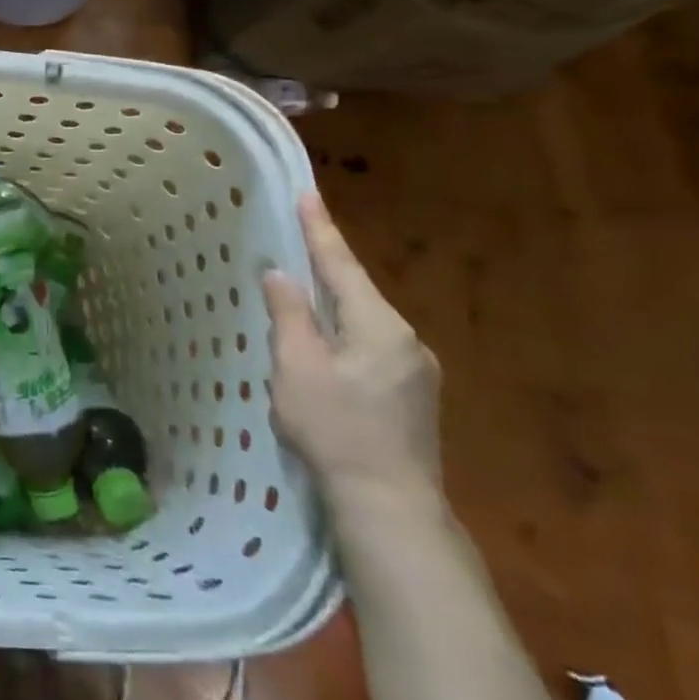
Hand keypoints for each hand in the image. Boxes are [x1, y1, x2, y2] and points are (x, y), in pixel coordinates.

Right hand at [261, 194, 440, 510]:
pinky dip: (345, 335)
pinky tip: (327, 349)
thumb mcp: (298, 367)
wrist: (390, 506)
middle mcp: (406, 340)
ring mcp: (416, 371)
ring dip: (334, 306)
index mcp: (378, 325)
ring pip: (364, 323)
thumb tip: (281, 274)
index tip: (307, 193)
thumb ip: (289, 315)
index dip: (320, 229)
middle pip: (356, 292)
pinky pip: (372, 348)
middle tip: (297, 241)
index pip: (341, 265)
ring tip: (304, 296)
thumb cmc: (336, 429)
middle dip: (327, 267)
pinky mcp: (415, 398)